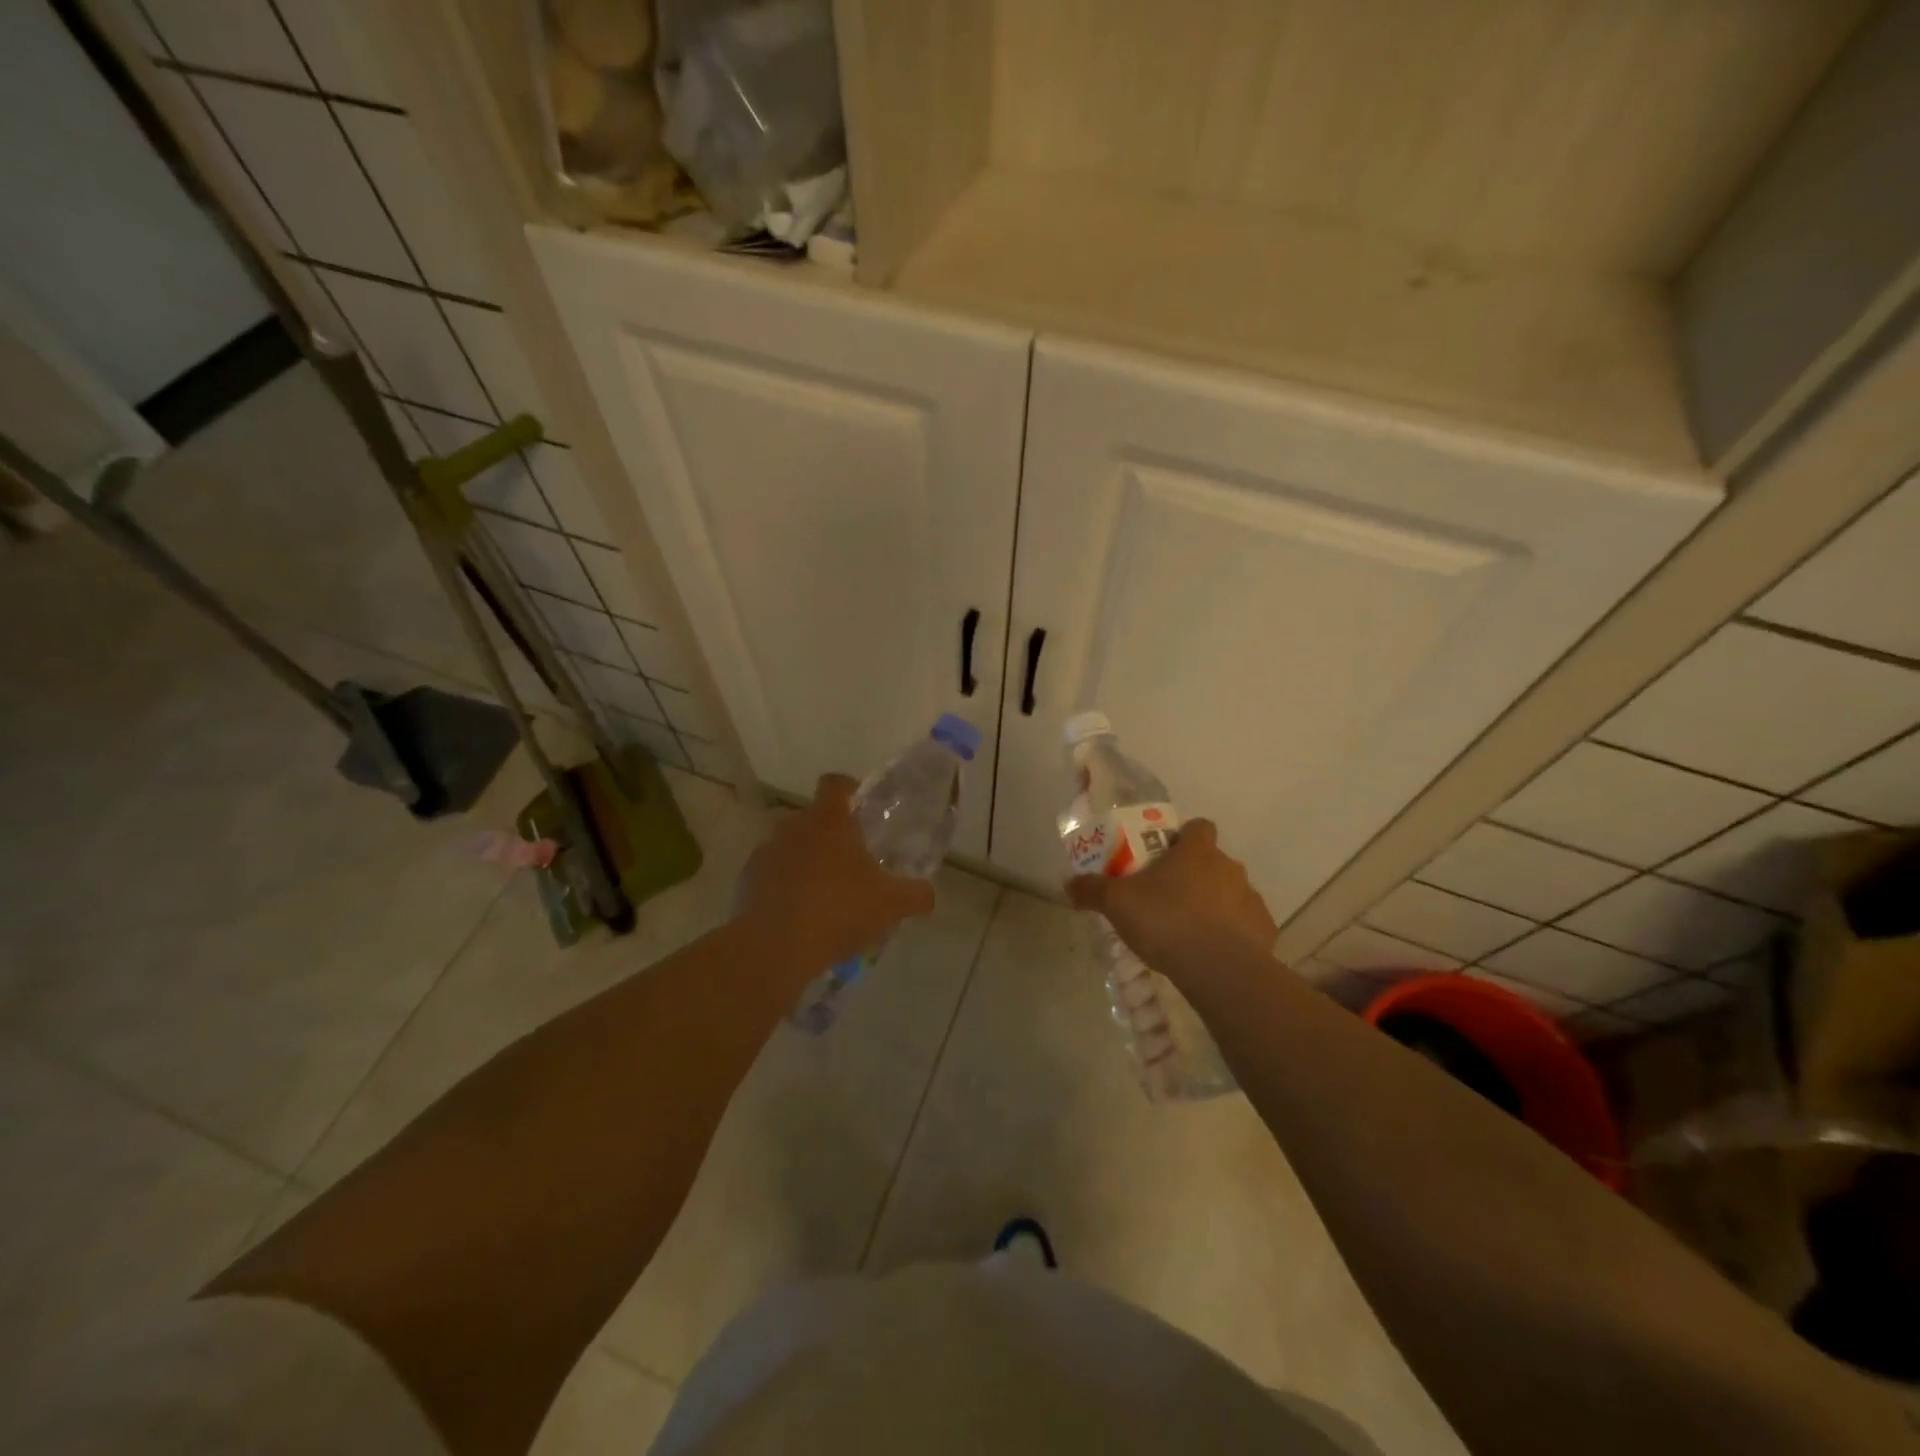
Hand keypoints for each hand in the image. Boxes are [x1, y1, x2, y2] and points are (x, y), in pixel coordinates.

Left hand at [736, 774, 936, 973]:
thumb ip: (916, 895)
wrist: (775, 947)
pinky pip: (771, 876)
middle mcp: (793, 827)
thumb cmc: (839, 910)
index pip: (835, 784)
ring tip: (825, 895)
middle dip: (830, 836)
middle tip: (852, 863)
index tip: (862, 808)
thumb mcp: (891, 904)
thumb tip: (928, 894)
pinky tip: (799, 917)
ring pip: (790, 848)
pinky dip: (784, 888)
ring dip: (806, 862)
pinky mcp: (746, 882)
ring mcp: (766, 853)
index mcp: (829, 821)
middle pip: (813, 818)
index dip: (849, 789)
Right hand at [1066, 819, 1277, 975]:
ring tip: (1188, 930)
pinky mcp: (1264, 930)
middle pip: (1212, 861)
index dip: (1183, 837)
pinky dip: (1232, 933)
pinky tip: (1212, 952)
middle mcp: (1229, 867)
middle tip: (1167, 897)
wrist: (1219, 969)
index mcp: (1196, 851)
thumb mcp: (1117, 904)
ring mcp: (1251, 898)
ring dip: (1214, 904)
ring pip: (1230, 892)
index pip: (1198, 827)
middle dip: (1194, 875)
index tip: (1165, 855)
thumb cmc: (1166, 921)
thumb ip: (1092, 890)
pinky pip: (1245, 924)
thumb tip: (1069, 884)